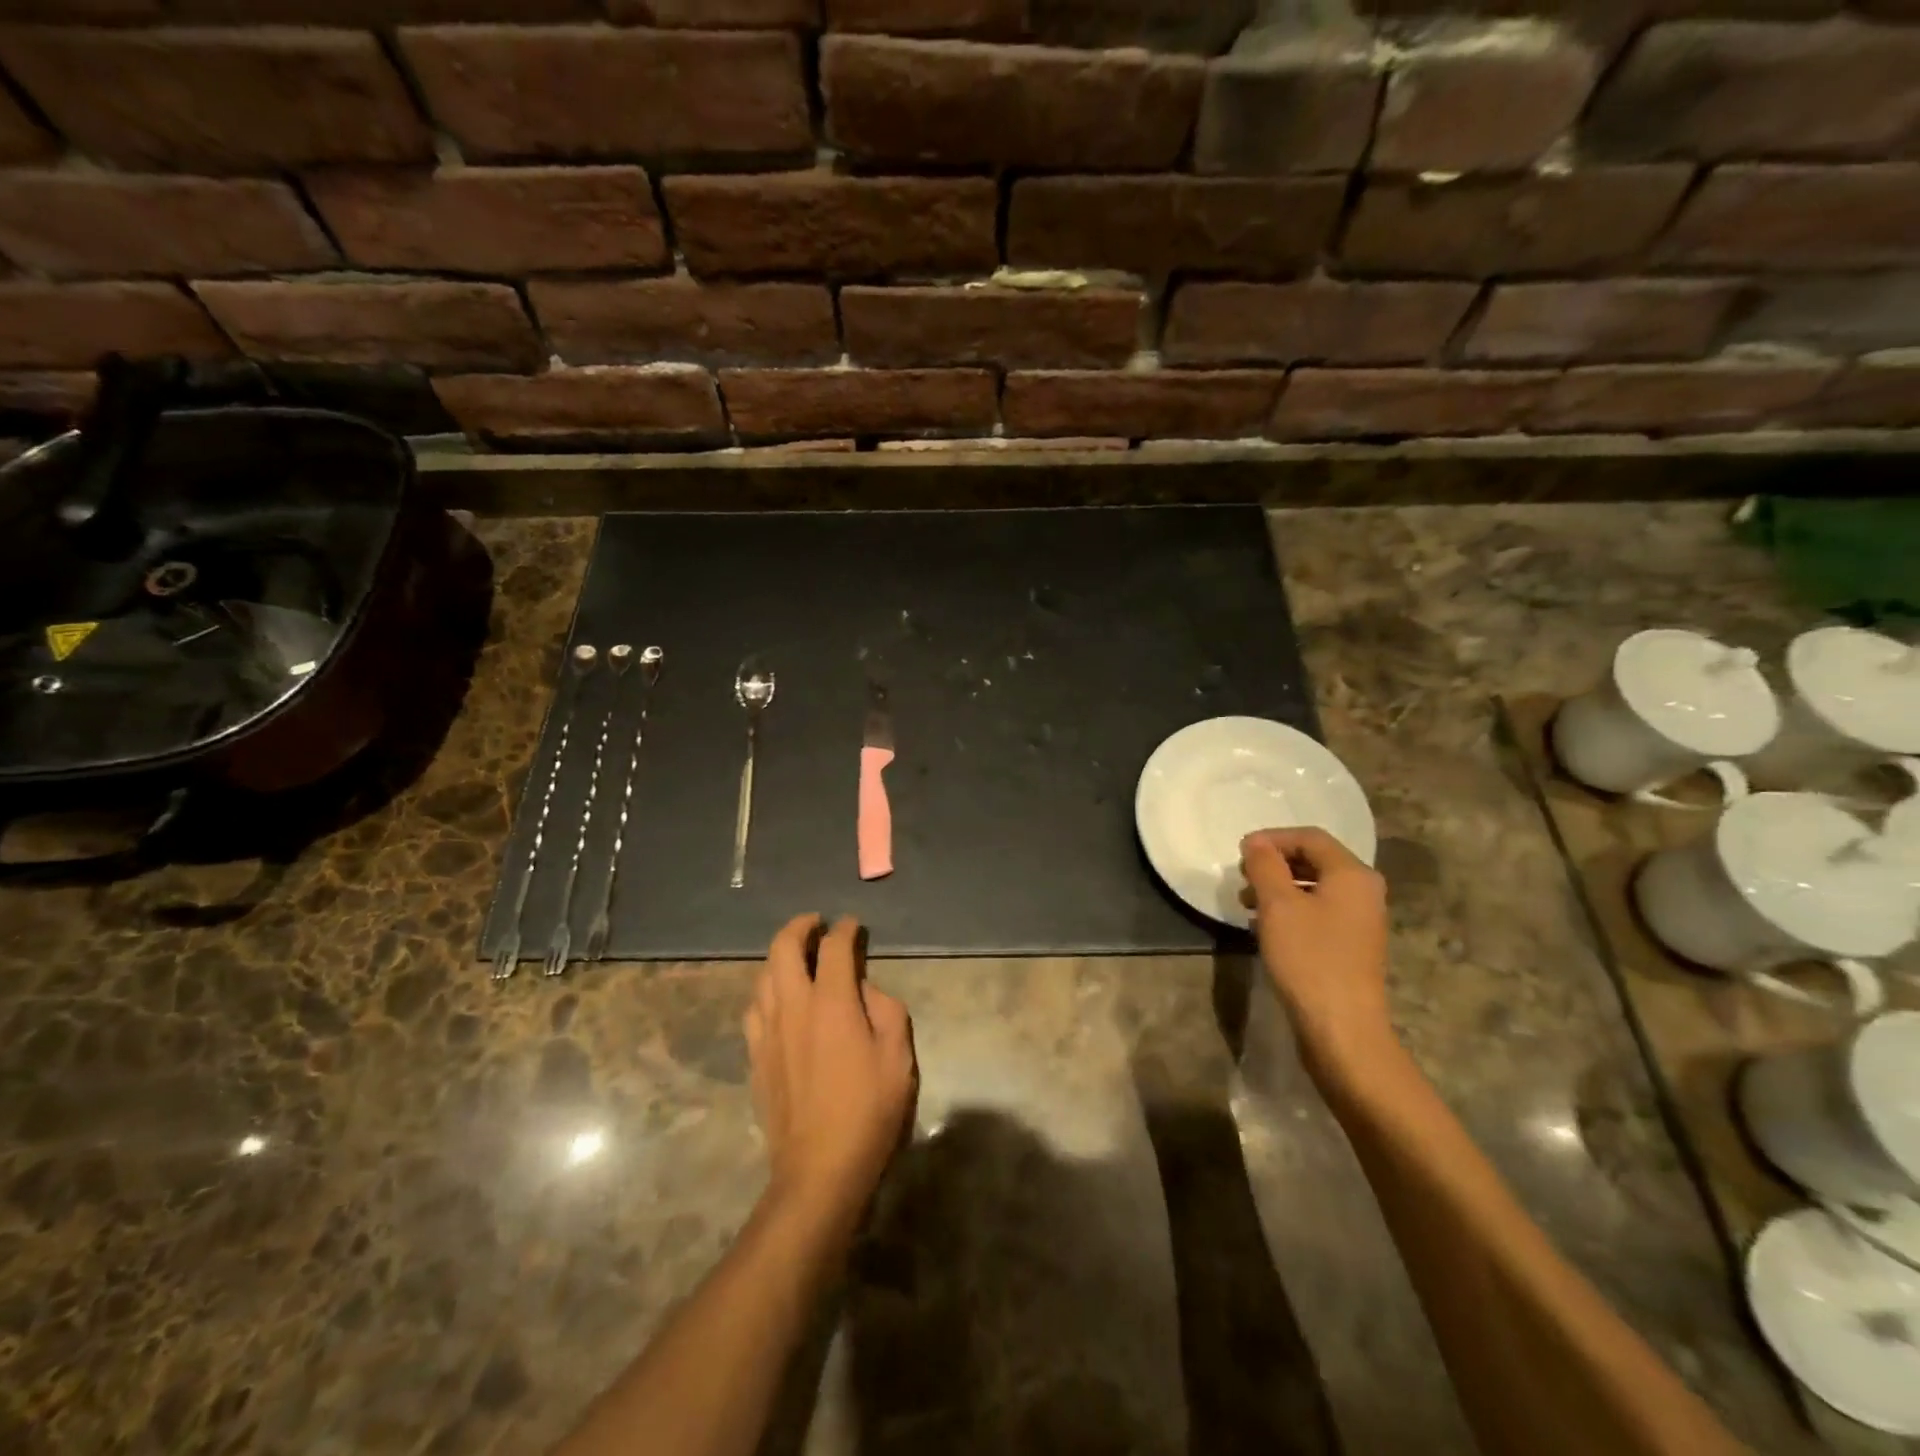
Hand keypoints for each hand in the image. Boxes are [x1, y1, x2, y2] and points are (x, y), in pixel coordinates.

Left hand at [744, 915, 916, 1224]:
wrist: (819, 1169)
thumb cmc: (868, 1111)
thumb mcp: (898, 1058)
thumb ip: (886, 1010)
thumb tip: (864, 990)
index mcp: (831, 1002)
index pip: (834, 948)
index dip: (845, 930)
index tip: (853, 925)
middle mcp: (793, 1006)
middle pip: (784, 948)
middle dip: (799, 927)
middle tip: (815, 923)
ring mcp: (768, 1031)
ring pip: (763, 975)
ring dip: (779, 956)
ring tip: (796, 957)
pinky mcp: (755, 1056)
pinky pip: (754, 1008)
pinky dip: (766, 990)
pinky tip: (777, 999)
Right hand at [1240, 827, 1396, 1087]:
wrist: (1342, 1029)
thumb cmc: (1309, 958)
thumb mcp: (1278, 905)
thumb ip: (1265, 866)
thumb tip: (1256, 842)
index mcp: (1353, 874)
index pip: (1310, 838)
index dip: (1272, 838)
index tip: (1240, 853)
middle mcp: (1364, 892)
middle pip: (1315, 860)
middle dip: (1274, 864)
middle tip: (1242, 877)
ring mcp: (1360, 921)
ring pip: (1314, 888)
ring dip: (1278, 888)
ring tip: (1246, 904)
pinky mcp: (1351, 947)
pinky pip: (1318, 913)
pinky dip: (1290, 911)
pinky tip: (1265, 927)